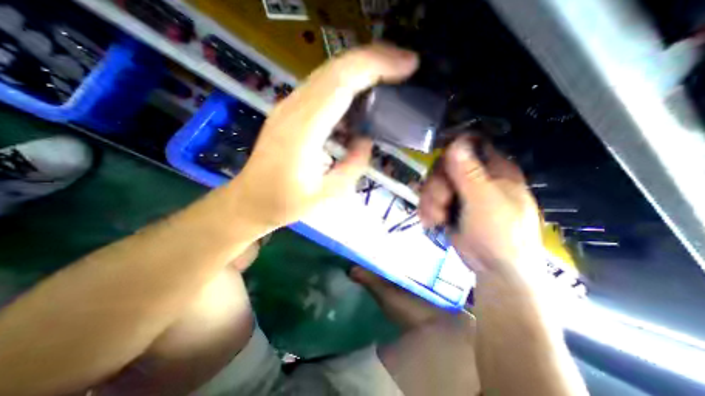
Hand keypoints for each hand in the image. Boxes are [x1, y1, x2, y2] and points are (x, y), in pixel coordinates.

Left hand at [232, 45, 416, 231]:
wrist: (250, 200)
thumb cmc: (286, 203)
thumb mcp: (328, 194)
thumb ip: (353, 165)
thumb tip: (365, 139)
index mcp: (303, 131)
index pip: (341, 83)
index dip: (376, 67)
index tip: (407, 65)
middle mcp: (293, 109)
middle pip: (336, 68)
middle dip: (375, 59)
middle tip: (406, 64)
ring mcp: (288, 107)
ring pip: (329, 73)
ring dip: (361, 68)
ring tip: (390, 74)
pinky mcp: (289, 111)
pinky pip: (322, 87)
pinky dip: (347, 82)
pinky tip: (362, 93)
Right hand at [421, 138, 541, 276]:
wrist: (494, 269)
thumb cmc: (499, 233)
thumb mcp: (484, 201)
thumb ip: (468, 173)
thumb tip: (456, 142)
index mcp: (493, 170)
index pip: (470, 146)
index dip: (451, 150)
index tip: (439, 166)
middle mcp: (475, 177)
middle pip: (444, 167)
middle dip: (436, 186)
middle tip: (441, 203)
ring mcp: (460, 193)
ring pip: (433, 184)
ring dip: (430, 201)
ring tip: (435, 218)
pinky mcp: (448, 206)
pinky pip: (430, 199)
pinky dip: (428, 210)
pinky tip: (431, 222)